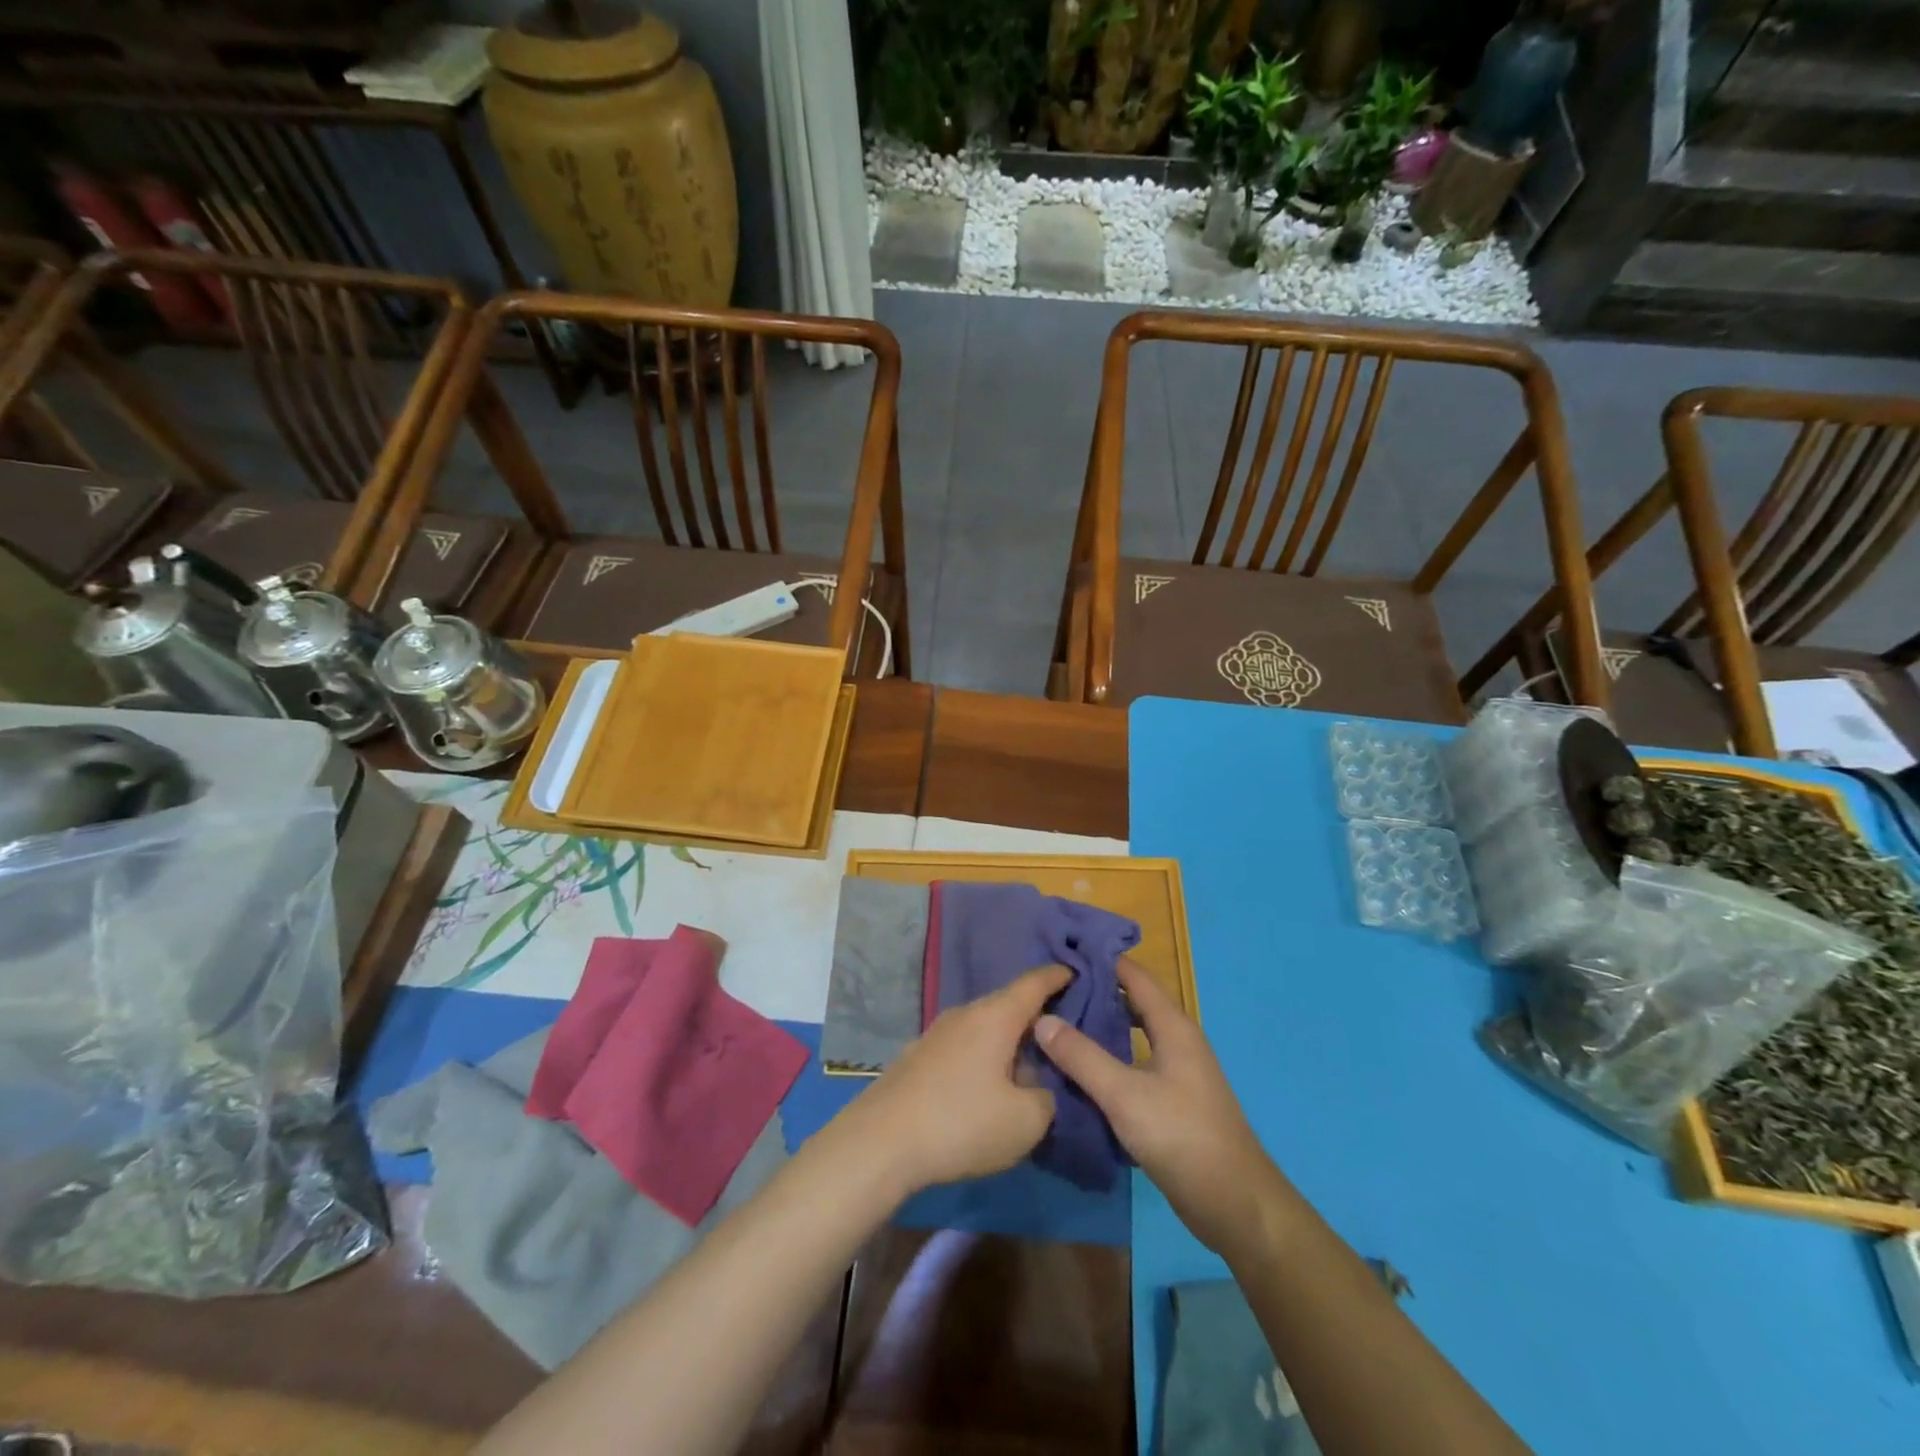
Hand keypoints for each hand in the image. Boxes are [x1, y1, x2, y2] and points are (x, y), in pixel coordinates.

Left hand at [846, 965, 1069, 1196]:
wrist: (881, 1142)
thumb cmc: (962, 1122)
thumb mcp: (1026, 1121)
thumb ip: (1046, 1097)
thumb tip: (1036, 1087)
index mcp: (996, 1016)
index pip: (1034, 983)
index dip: (1057, 976)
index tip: (1075, 971)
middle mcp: (965, 1013)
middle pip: (1008, 1005)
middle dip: (1034, 1017)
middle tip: (1061, 1034)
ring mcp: (937, 1033)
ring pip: (984, 1028)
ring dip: (1007, 1043)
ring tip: (1027, 1068)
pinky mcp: (918, 1057)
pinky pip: (964, 1046)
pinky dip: (983, 1057)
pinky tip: (986, 1088)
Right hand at [1035, 957, 1282, 1261]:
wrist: (1234, 1204)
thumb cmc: (1182, 1136)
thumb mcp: (1124, 1094)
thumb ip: (1082, 1056)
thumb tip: (1041, 1019)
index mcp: (1173, 1026)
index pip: (1133, 976)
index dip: (1101, 960)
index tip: (1062, 953)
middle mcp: (1177, 1040)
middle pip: (1132, 1003)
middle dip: (1095, 993)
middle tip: (1051, 990)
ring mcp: (1177, 1072)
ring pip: (1132, 1036)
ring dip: (1100, 1027)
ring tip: (1057, 1024)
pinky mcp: (1172, 1100)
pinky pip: (1134, 1064)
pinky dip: (1108, 1058)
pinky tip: (1080, 1070)